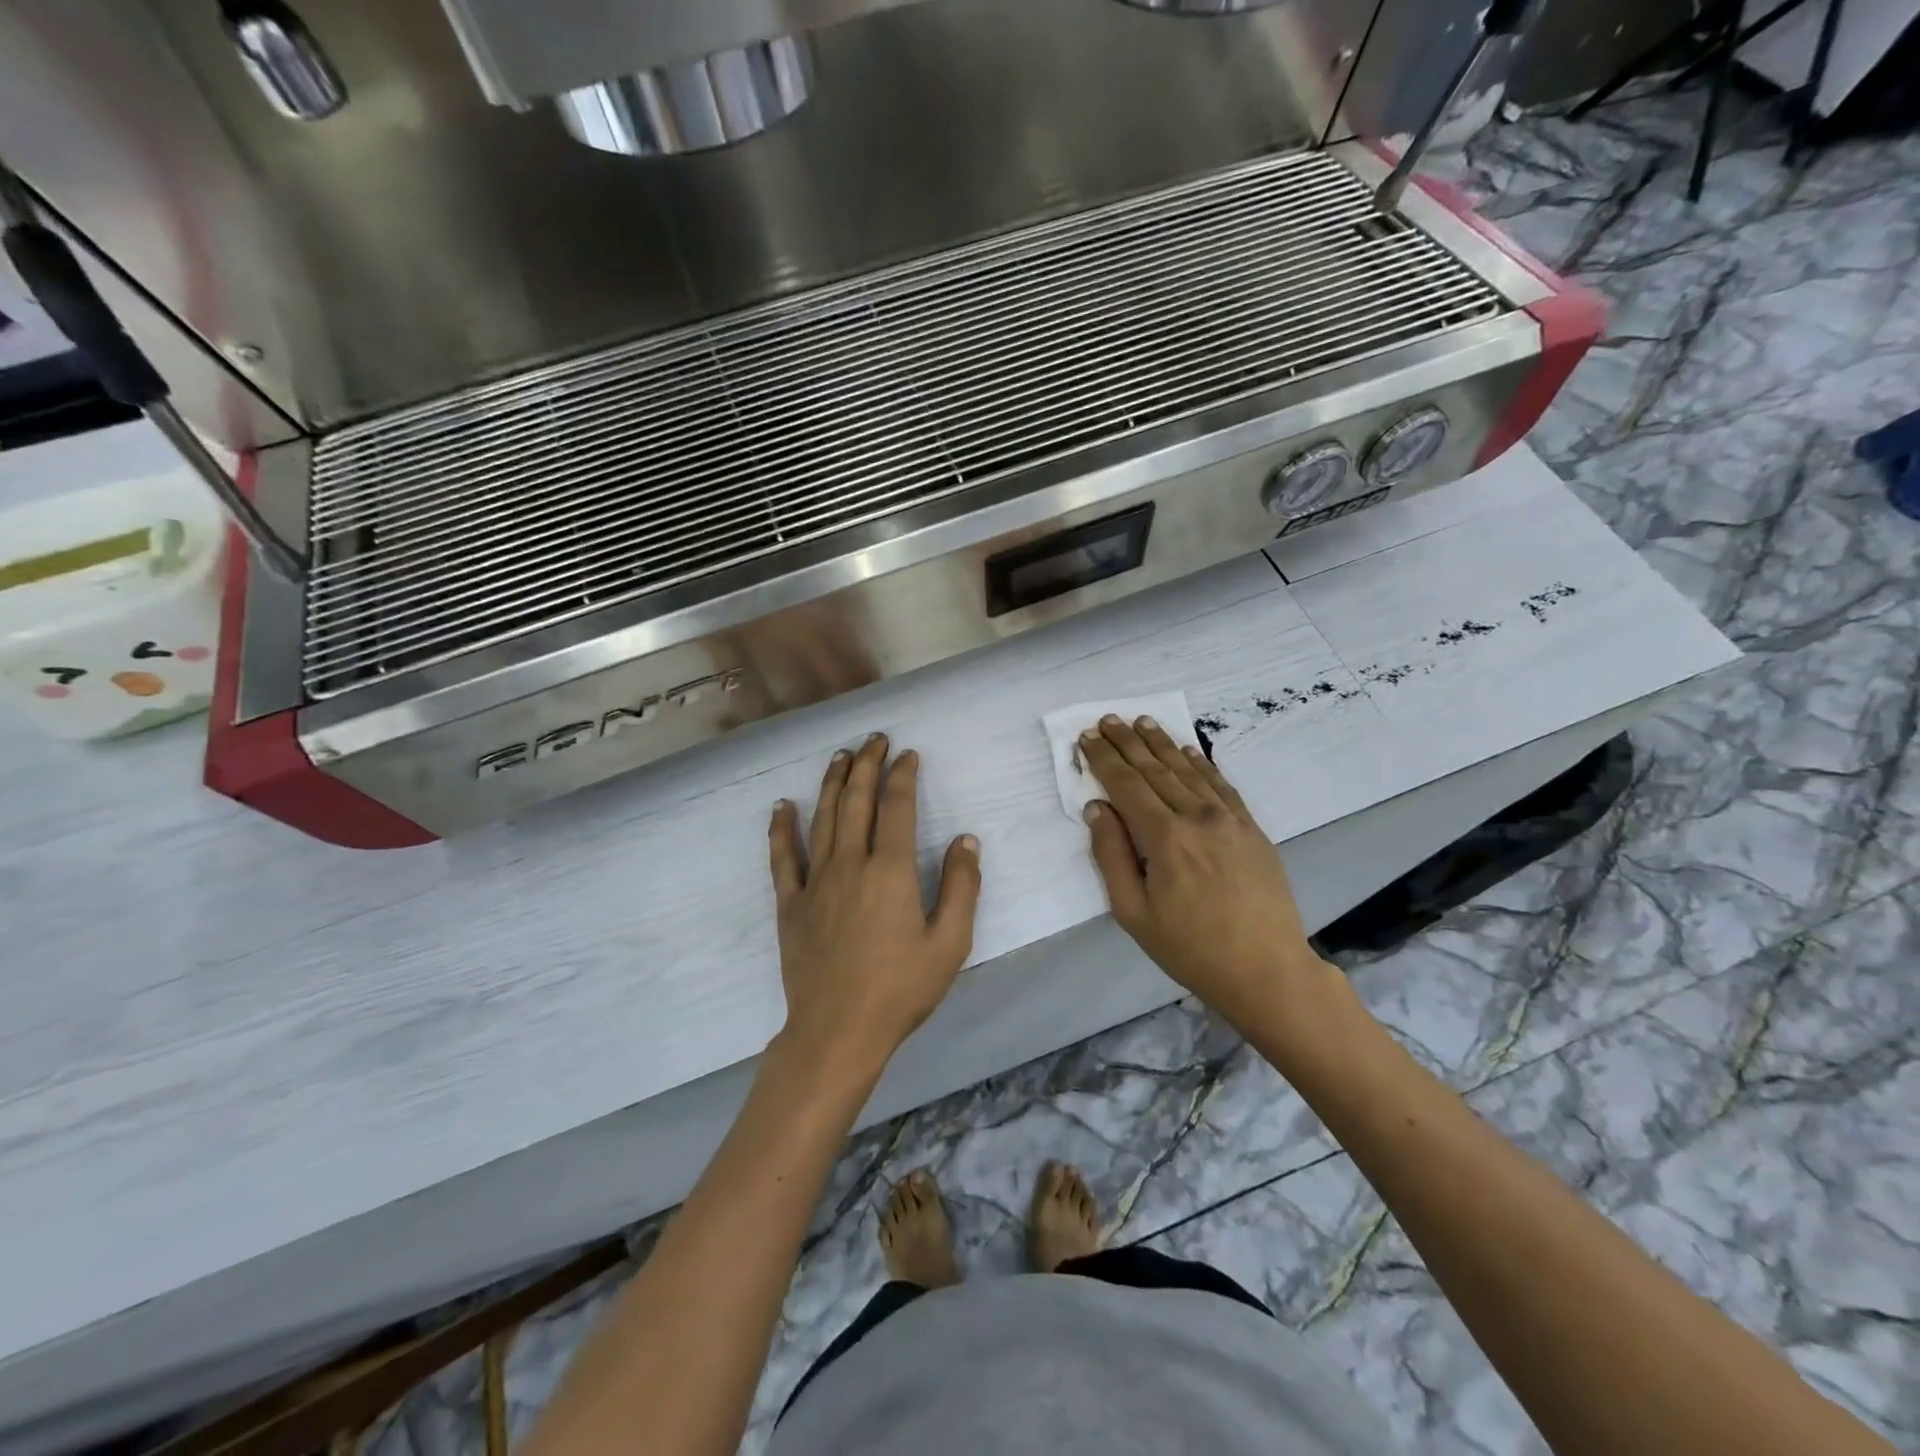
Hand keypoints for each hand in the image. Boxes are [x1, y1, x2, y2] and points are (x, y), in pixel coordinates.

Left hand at [768, 734, 981, 1081]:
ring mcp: (815, 881)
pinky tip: (782, 806)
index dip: (903, 775)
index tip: (908, 754)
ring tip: (841, 756)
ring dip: (833, 783)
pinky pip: (783, 857)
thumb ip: (961, 887)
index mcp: (890, 871)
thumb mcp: (950, 943)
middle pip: (857, 801)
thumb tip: (965, 839)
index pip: (897, 807)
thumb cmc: (901, 989)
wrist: (838, 1031)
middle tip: (875, 739)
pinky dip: (781, 828)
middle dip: (867, 764)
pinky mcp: (790, 903)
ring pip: (823, 818)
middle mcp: (850, 863)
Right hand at [1078, 715, 1332, 1028]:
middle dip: (1128, 742)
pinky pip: (1221, 784)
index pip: (1126, 785)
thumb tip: (1097, 809)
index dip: (1104, 759)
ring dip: (1161, 744)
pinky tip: (1187, 750)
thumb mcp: (1133, 913)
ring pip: (1187, 771)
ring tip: (1142, 722)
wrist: (1266, 970)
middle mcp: (1196, 817)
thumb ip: (1111, 856)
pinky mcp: (1250, 828)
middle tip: (1108, 719)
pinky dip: (1200, 763)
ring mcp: (1228, 819)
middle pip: (1154, 770)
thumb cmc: (1190, 948)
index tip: (1087, 737)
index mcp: (1164, 838)